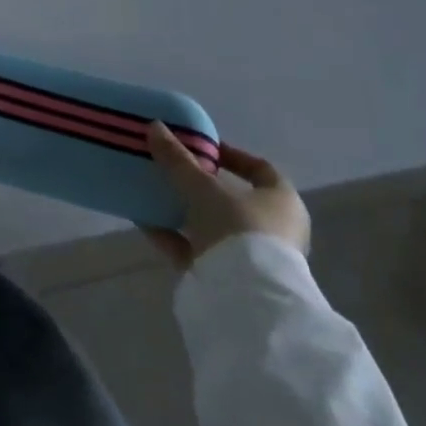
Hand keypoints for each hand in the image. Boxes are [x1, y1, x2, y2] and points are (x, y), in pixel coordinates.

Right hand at [143, 123, 310, 269]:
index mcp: (282, 202)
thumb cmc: (238, 229)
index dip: (232, 155)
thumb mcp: (203, 187)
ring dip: (183, 210)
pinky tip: (143, 221)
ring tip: (152, 192)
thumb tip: (155, 126)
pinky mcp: (227, 279)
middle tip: (172, 169)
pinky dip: (172, 235)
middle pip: (233, 199)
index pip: (261, 169)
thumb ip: (178, 159)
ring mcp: (251, 257)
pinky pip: (195, 249)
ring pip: (212, 225)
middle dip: (200, 184)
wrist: (246, 299)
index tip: (202, 147)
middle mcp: (273, 229)